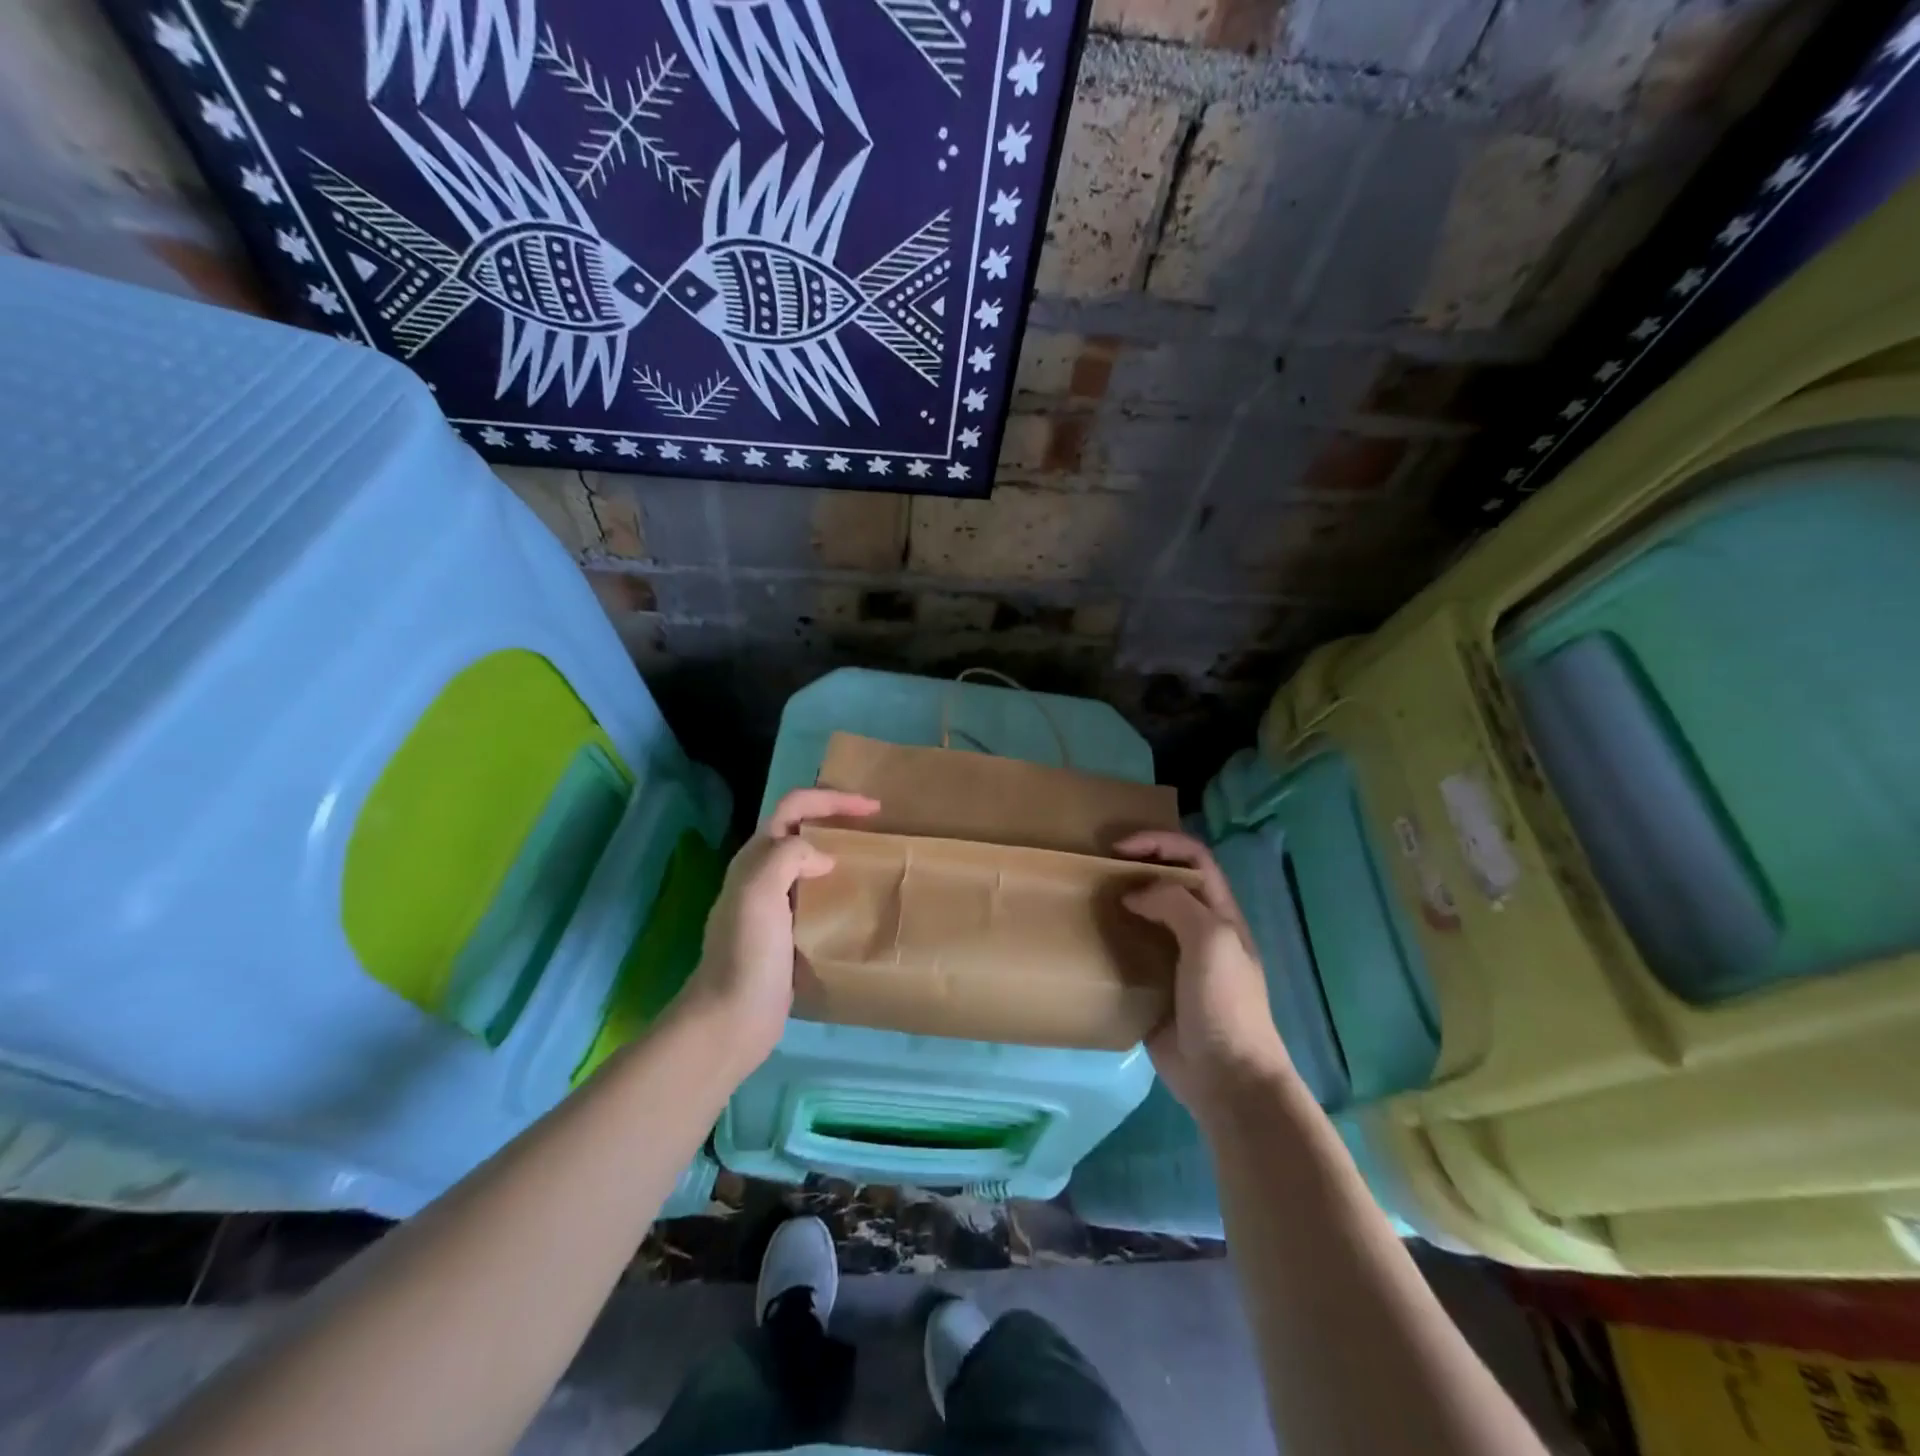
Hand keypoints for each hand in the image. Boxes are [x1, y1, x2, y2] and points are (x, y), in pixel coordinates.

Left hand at [684, 788, 879, 1078]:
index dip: (832, 799)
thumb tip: (822, 857)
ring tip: (871, 860)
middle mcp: (761, 875)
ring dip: (838, 852)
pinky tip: (857, 903)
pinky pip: (815, 897)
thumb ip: (788, 857)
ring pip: (808, 863)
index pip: (794, 807)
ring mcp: (772, 906)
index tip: (873, 808)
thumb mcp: (760, 892)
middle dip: (835, 818)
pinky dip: (837, 889)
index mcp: (755, 858)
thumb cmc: (747, 953)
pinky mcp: (785, 934)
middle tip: (875, 827)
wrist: (731, 1018)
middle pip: (800, 830)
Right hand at [1116, 830, 1296, 1117]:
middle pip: (1168, 882)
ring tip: (1088, 900)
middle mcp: (1199, 930)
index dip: (1159, 842)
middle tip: (1098, 870)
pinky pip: (1130, 954)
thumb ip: (1174, 903)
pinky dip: (1111, 941)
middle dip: (1136, 867)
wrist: (1226, 1079)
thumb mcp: (1210, 940)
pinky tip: (1089, 941)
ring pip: (1146, 916)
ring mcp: (1177, 960)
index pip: (1193, 857)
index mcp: (1220, 913)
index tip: (1119, 849)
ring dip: (1120, 903)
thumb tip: (1133, 895)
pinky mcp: (1155, 988)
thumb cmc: (1225, 1004)